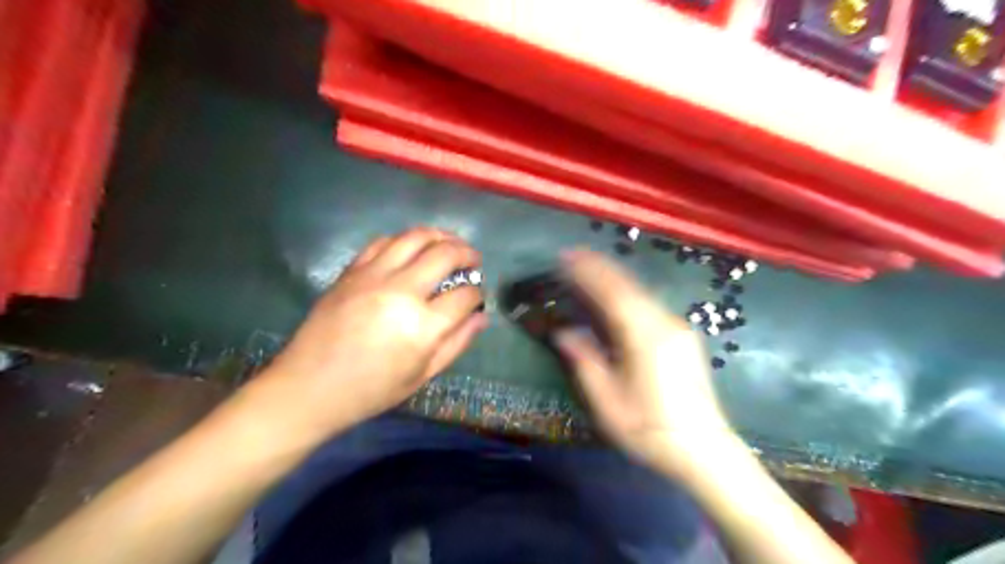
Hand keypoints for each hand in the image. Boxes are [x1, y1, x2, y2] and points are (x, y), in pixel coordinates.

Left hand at [259, 227, 485, 438]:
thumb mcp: (422, 375)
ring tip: (449, 243)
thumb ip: (457, 342)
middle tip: (473, 260)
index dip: (478, 293)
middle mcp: (402, 292)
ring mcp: (374, 276)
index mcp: (423, 327)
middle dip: (468, 254)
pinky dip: (405, 240)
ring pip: (416, 237)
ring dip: (440, 236)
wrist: (309, 387)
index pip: (466, 295)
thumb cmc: (372, 390)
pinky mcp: (352, 271)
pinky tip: (412, 249)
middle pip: (445, 254)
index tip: (476, 297)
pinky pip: (384, 242)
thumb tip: (482, 316)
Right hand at [558, 248, 731, 475]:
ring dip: (614, 278)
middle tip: (573, 255)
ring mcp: (678, 328)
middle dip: (600, 268)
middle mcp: (664, 323)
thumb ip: (585, 361)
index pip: (612, 292)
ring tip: (590, 269)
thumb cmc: (650, 429)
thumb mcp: (608, 401)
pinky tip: (616, 296)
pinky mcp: (683, 337)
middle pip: (628, 285)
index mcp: (644, 336)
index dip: (588, 271)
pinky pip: (650, 304)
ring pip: (641, 293)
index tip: (567, 256)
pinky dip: (628, 293)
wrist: (705, 450)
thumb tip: (564, 332)